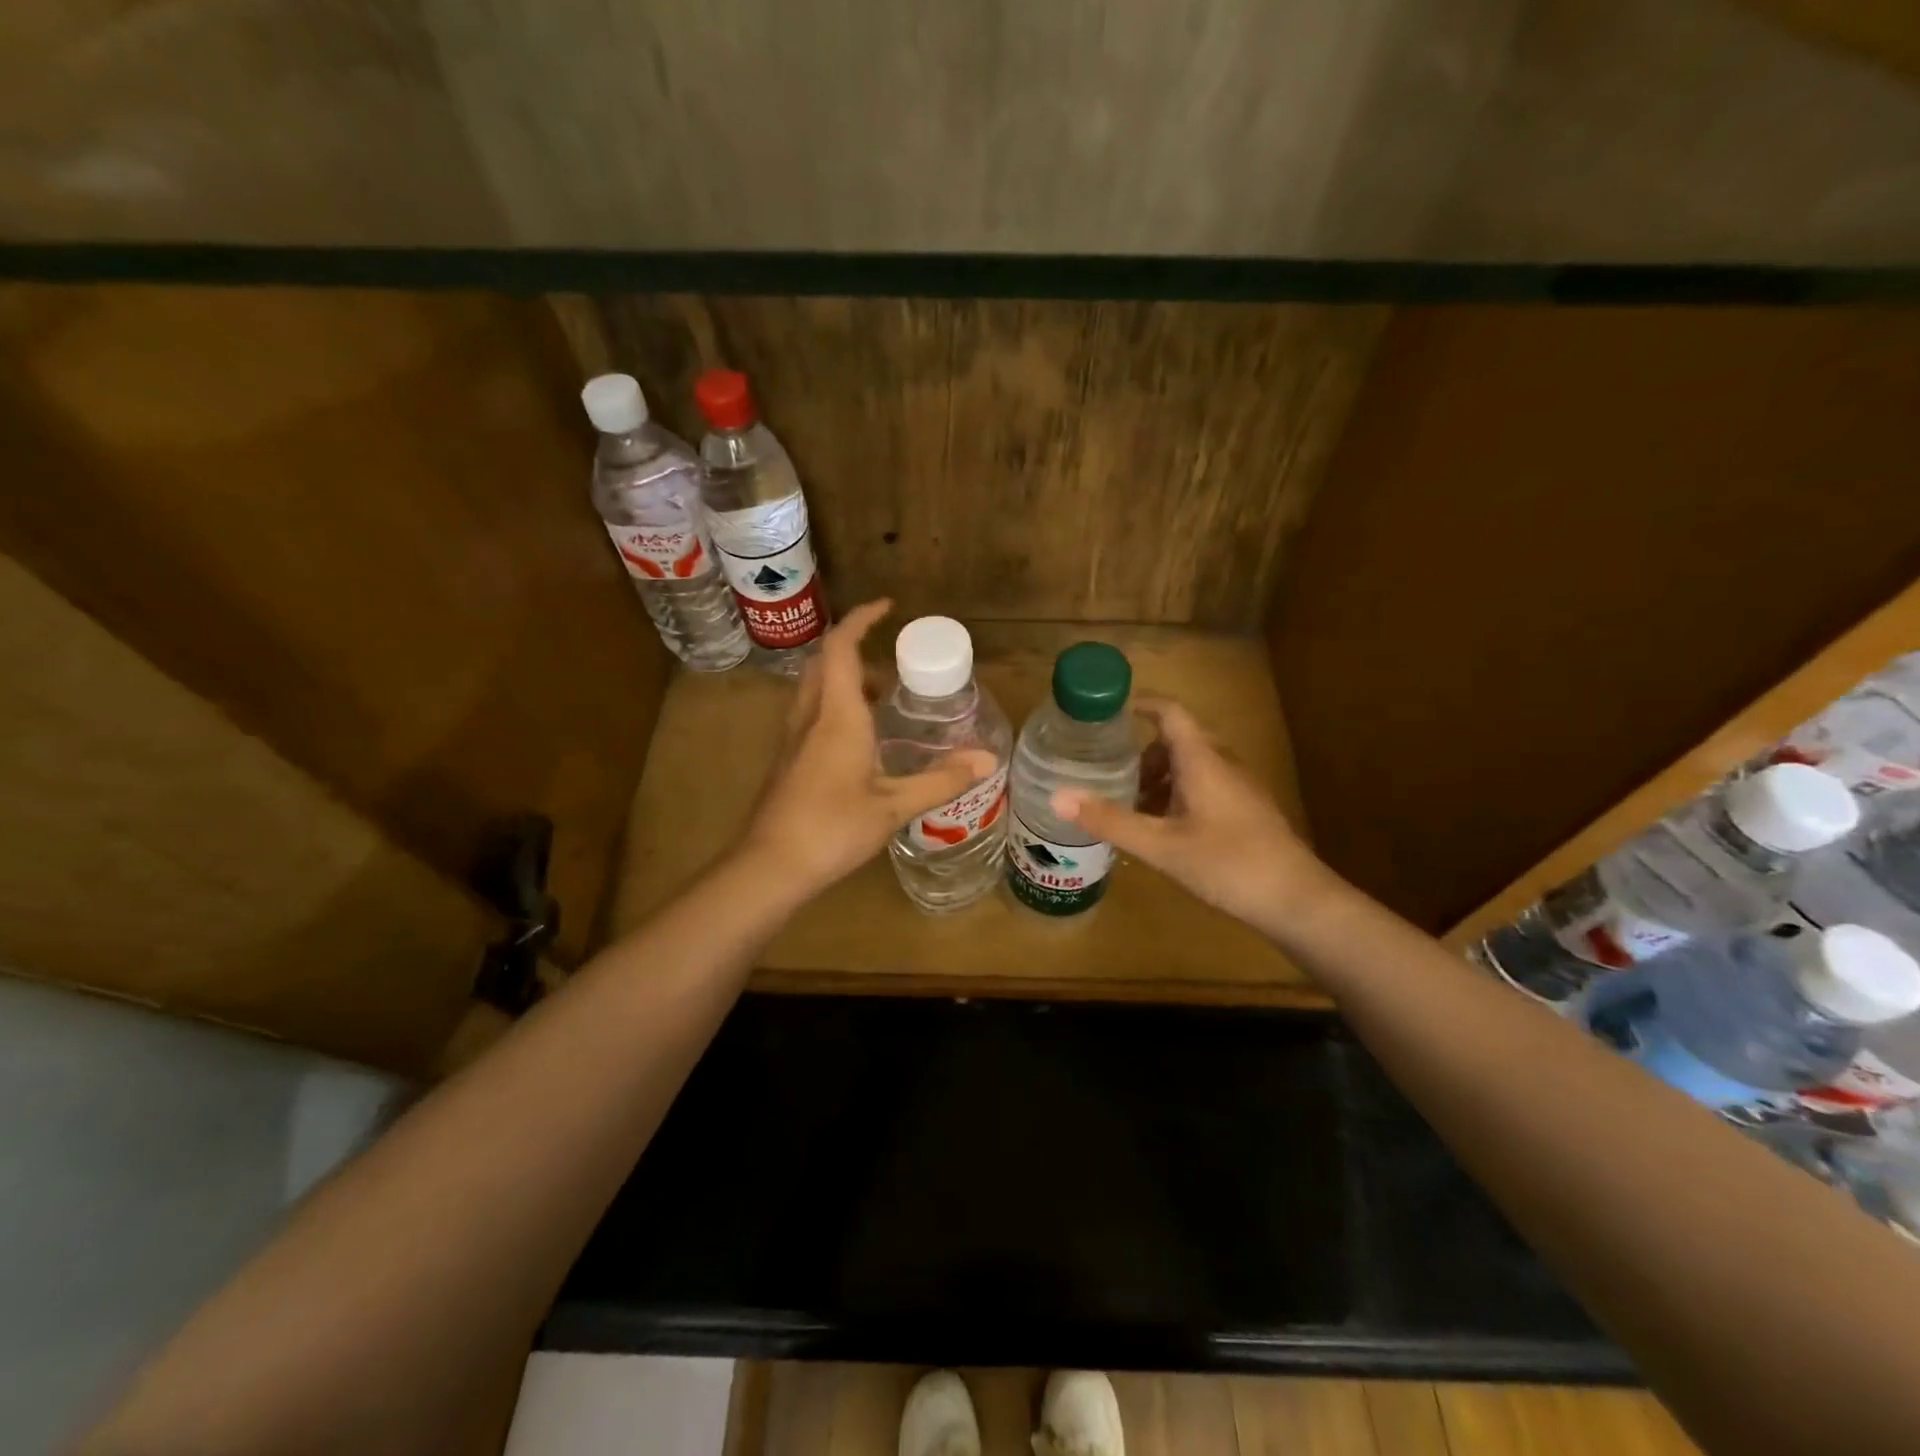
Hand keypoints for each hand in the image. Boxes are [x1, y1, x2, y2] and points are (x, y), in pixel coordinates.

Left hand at [734, 600, 996, 901]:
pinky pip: (812, 713)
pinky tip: (861, 742)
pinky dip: (836, 707)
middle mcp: (811, 716)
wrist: (771, 866)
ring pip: (815, 688)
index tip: (887, 607)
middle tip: (892, 666)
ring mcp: (793, 738)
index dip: (861, 619)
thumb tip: (987, 760)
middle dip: (855, 650)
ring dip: (845, 680)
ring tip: (883, 700)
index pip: (841, 647)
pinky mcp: (788, 760)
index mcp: (837, 715)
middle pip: (824, 662)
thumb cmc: (833, 828)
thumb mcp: (894, 806)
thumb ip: (941, 781)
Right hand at [1053, 696, 1335, 936]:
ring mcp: (1239, 787)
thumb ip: (1110, 820)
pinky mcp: (1247, 810)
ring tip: (1131, 807)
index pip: (1169, 711)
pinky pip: (1205, 786)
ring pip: (1192, 765)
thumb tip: (1057, 795)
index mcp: (1202, 759)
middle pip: (1177, 739)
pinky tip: (1164, 830)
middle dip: (1141, 752)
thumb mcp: (1160, 845)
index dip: (1139, 704)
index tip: (1106, 713)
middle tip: (1108, 772)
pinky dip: (1178, 795)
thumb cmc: (1228, 864)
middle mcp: (1223, 763)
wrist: (1298, 901)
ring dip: (1159, 777)